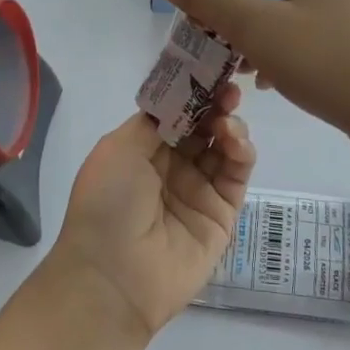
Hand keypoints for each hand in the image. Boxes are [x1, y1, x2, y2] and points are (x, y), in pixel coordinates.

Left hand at [50, 83, 254, 339]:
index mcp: (142, 151)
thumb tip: (181, 98)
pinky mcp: (222, 214)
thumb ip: (154, 119)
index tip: (210, 73)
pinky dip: (242, 153)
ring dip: (230, 127)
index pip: (175, 114)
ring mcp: (198, 191)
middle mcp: (171, 168)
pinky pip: (237, 177)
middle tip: (228, 90)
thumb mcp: (119, 149)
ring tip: (228, 121)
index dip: (193, 93)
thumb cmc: (107, 203)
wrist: (114, 276)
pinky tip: (235, 141)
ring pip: (224, 149)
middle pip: (203, 128)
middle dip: (216, 105)